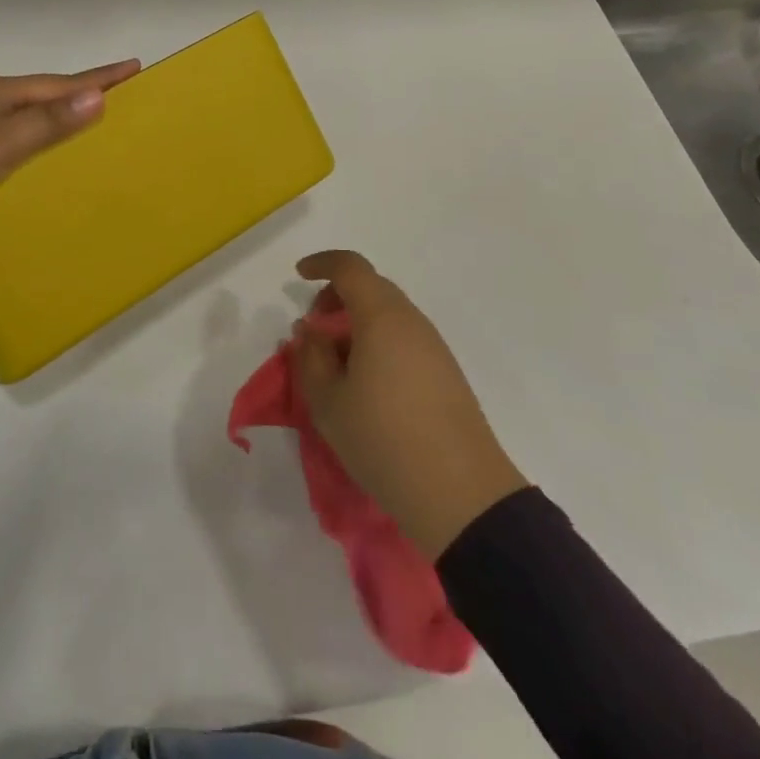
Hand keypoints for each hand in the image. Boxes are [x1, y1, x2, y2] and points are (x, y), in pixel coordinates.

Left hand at [0, 60, 140, 228]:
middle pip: (40, 92)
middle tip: (112, 96)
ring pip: (17, 111)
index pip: (62, 83)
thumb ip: (49, 122)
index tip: (134, 65)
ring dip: (48, 114)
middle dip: (76, 93)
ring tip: (74, 125)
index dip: (99, 78)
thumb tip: (99, 95)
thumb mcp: (2, 143)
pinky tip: (19, 153)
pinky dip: (21, 135)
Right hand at [292, 250, 529, 559]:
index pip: (350, 267)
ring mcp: (434, 346)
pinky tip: (366, 384)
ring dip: (357, 323)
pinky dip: (378, 342)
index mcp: (381, 316)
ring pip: (388, 314)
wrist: (461, 495)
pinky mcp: (446, 373)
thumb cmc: (383, 440)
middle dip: (337, 298)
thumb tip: (310, 332)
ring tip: (335, 365)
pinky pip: (404, 338)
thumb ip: (311, 358)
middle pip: (371, 287)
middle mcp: (411, 321)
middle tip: (314, 332)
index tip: (298, 275)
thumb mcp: (328, 402)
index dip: (322, 264)